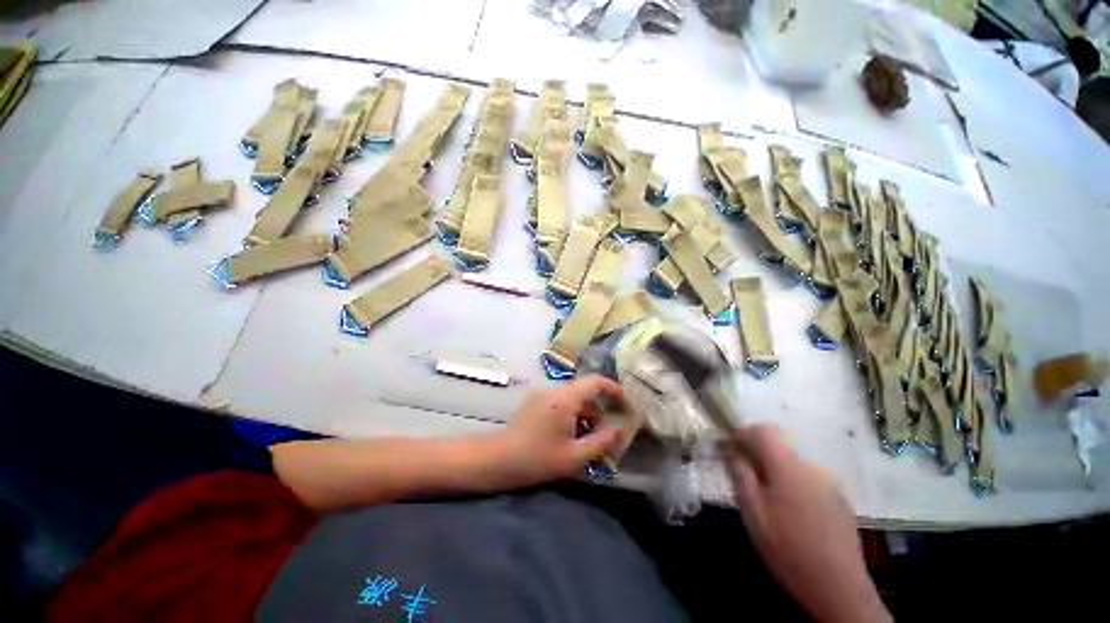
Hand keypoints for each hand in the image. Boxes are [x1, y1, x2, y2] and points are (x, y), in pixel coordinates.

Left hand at [494, 375, 626, 488]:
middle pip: (585, 391)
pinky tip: (568, 436)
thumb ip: (601, 442)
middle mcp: (554, 390)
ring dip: (584, 414)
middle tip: (604, 434)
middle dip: (598, 410)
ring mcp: (542, 394)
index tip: (624, 404)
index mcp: (565, 398)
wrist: (499, 459)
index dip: (613, 389)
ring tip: (585, 440)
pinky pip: (560, 402)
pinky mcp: (534, 402)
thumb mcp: (574, 456)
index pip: (595, 381)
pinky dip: (571, 414)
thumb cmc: (538, 458)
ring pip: (572, 398)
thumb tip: (619, 431)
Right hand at [722, 425, 890, 622]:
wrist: (838, 587)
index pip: (763, 431)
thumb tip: (730, 450)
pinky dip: (792, 483)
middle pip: (778, 447)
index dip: (741, 433)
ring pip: (792, 464)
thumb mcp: (753, 512)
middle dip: (756, 454)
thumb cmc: (788, 548)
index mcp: (788, 467)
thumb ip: (740, 474)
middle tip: (742, 475)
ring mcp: (829, 483)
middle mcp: (811, 467)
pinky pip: (807, 479)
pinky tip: (790, 511)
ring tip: (766, 497)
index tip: (726, 447)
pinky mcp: (839, 499)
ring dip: (774, 470)